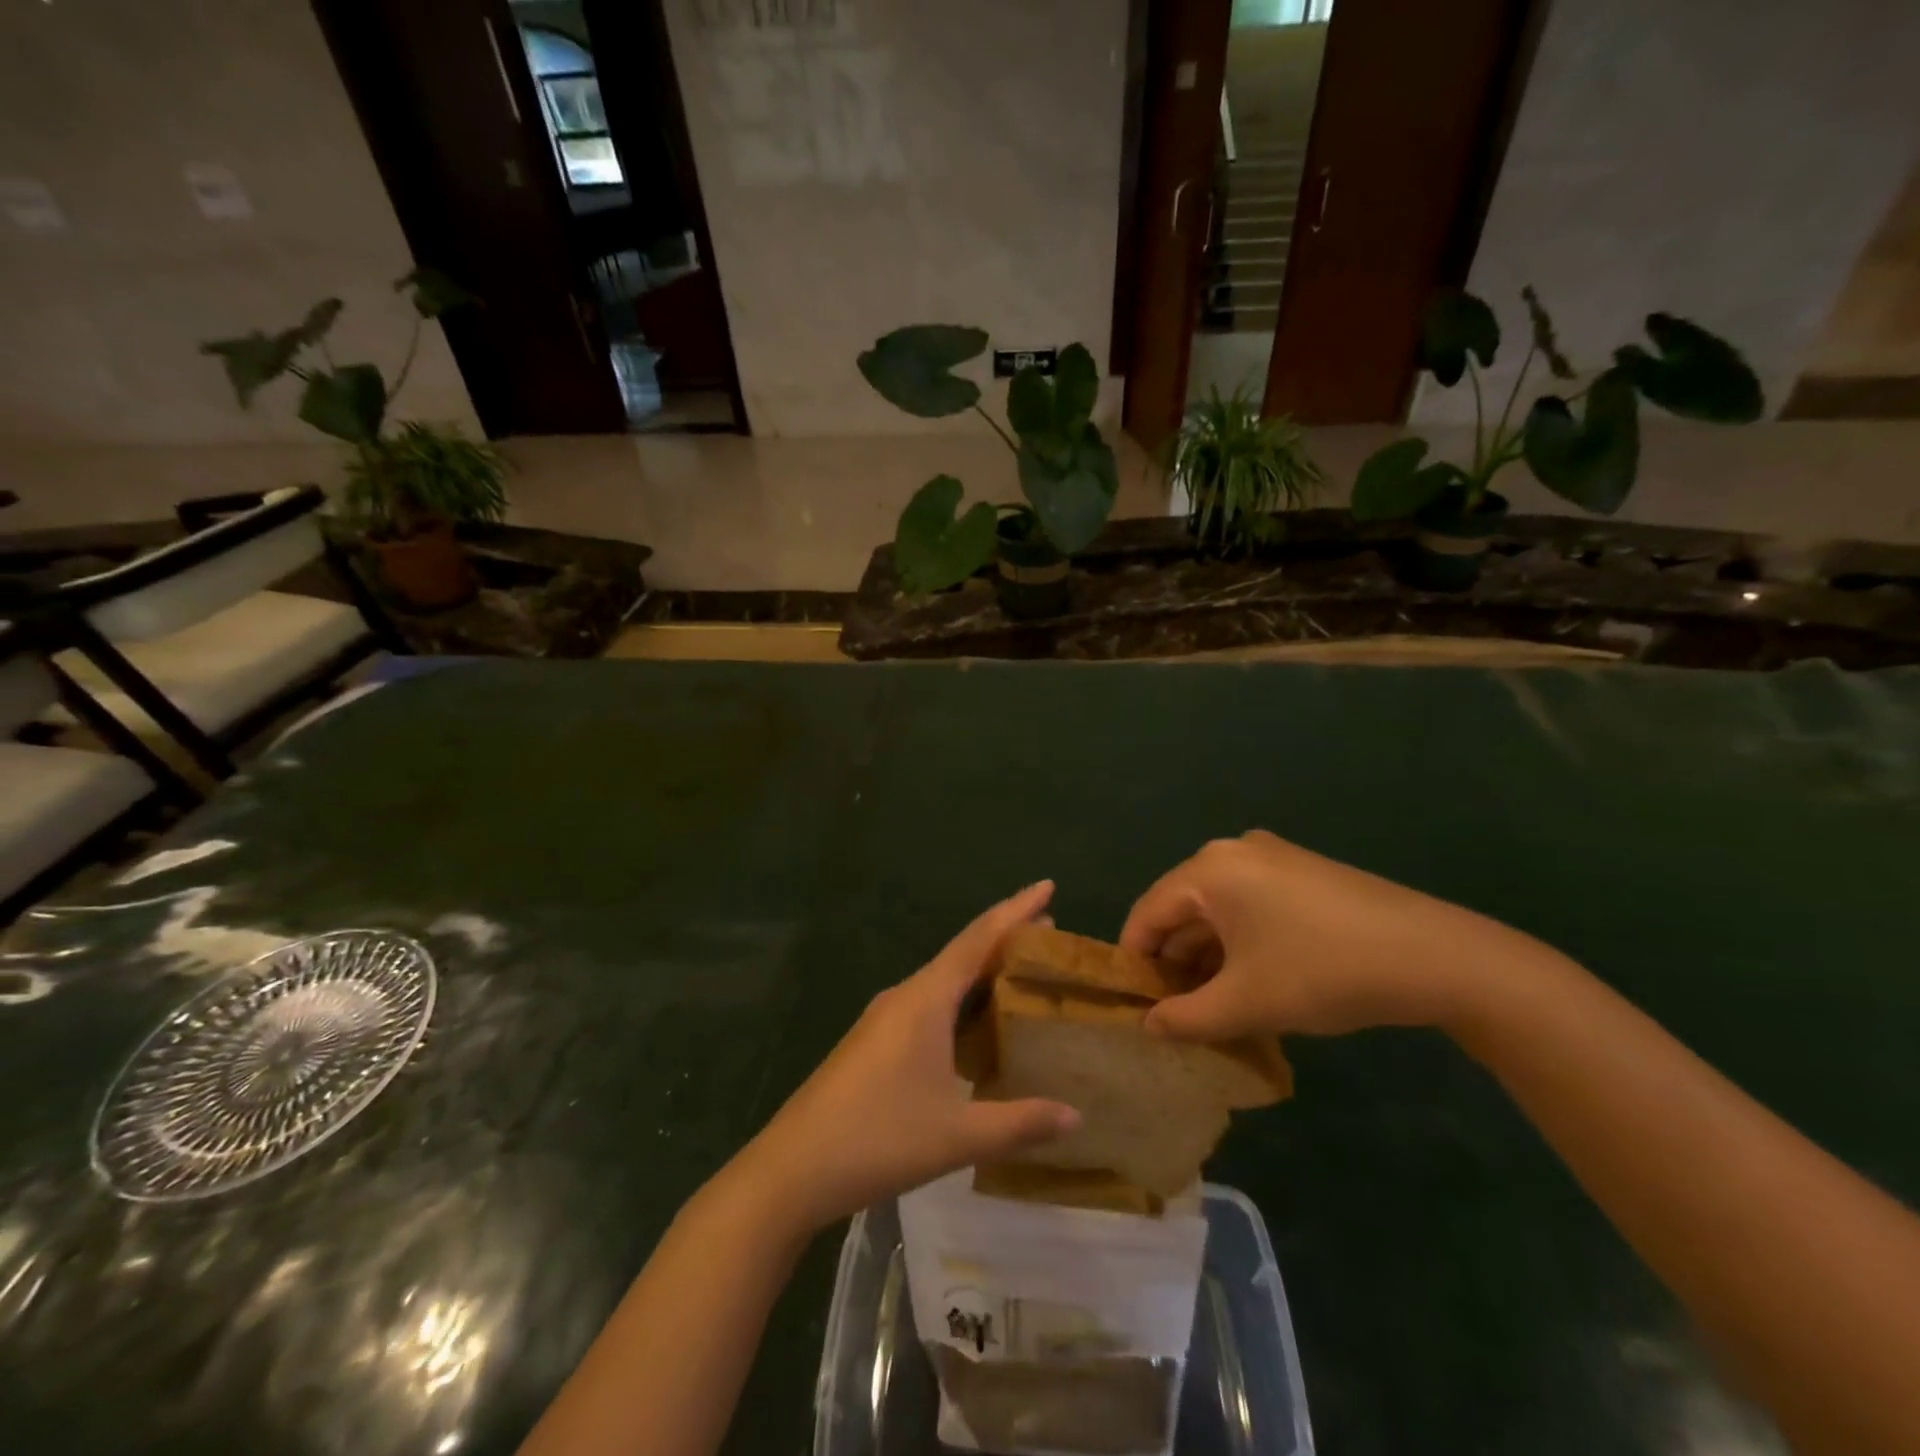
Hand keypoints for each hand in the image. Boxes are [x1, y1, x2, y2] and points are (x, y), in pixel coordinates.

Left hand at [736, 882, 1080, 1232]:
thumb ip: (1020, 1123)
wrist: (791, 1168)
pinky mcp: (873, 1042)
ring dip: (981, 974)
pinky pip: (928, 1005)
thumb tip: (1076, 1115)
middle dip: (1005, 941)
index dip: (1015, 910)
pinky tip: (975, 1029)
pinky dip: (960, 1003)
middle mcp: (904, 996)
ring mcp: (883, 1018)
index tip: (1048, 886)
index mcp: (925, 999)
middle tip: (1049, 937)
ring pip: (943, 981)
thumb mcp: (957, 1135)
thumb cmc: (878, 1139)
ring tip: (1021, 979)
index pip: (979, 939)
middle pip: (962, 954)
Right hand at [1120, 831, 1539, 1039]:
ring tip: (1210, 1007)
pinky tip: (1249, 983)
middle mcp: (1233, 852)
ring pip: (1218, 910)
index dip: (1135, 961)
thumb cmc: (1322, 972)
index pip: (1148, 913)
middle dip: (1175, 962)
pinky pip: (1249, 906)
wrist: (1434, 957)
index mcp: (1209, 870)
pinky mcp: (1302, 873)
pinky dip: (1239, 943)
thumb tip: (1148, 1027)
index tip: (1132, 1005)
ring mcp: (1272, 858)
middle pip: (1182, 909)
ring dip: (1208, 957)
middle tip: (1173, 1012)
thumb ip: (1186, 1018)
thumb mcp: (1246, 1004)